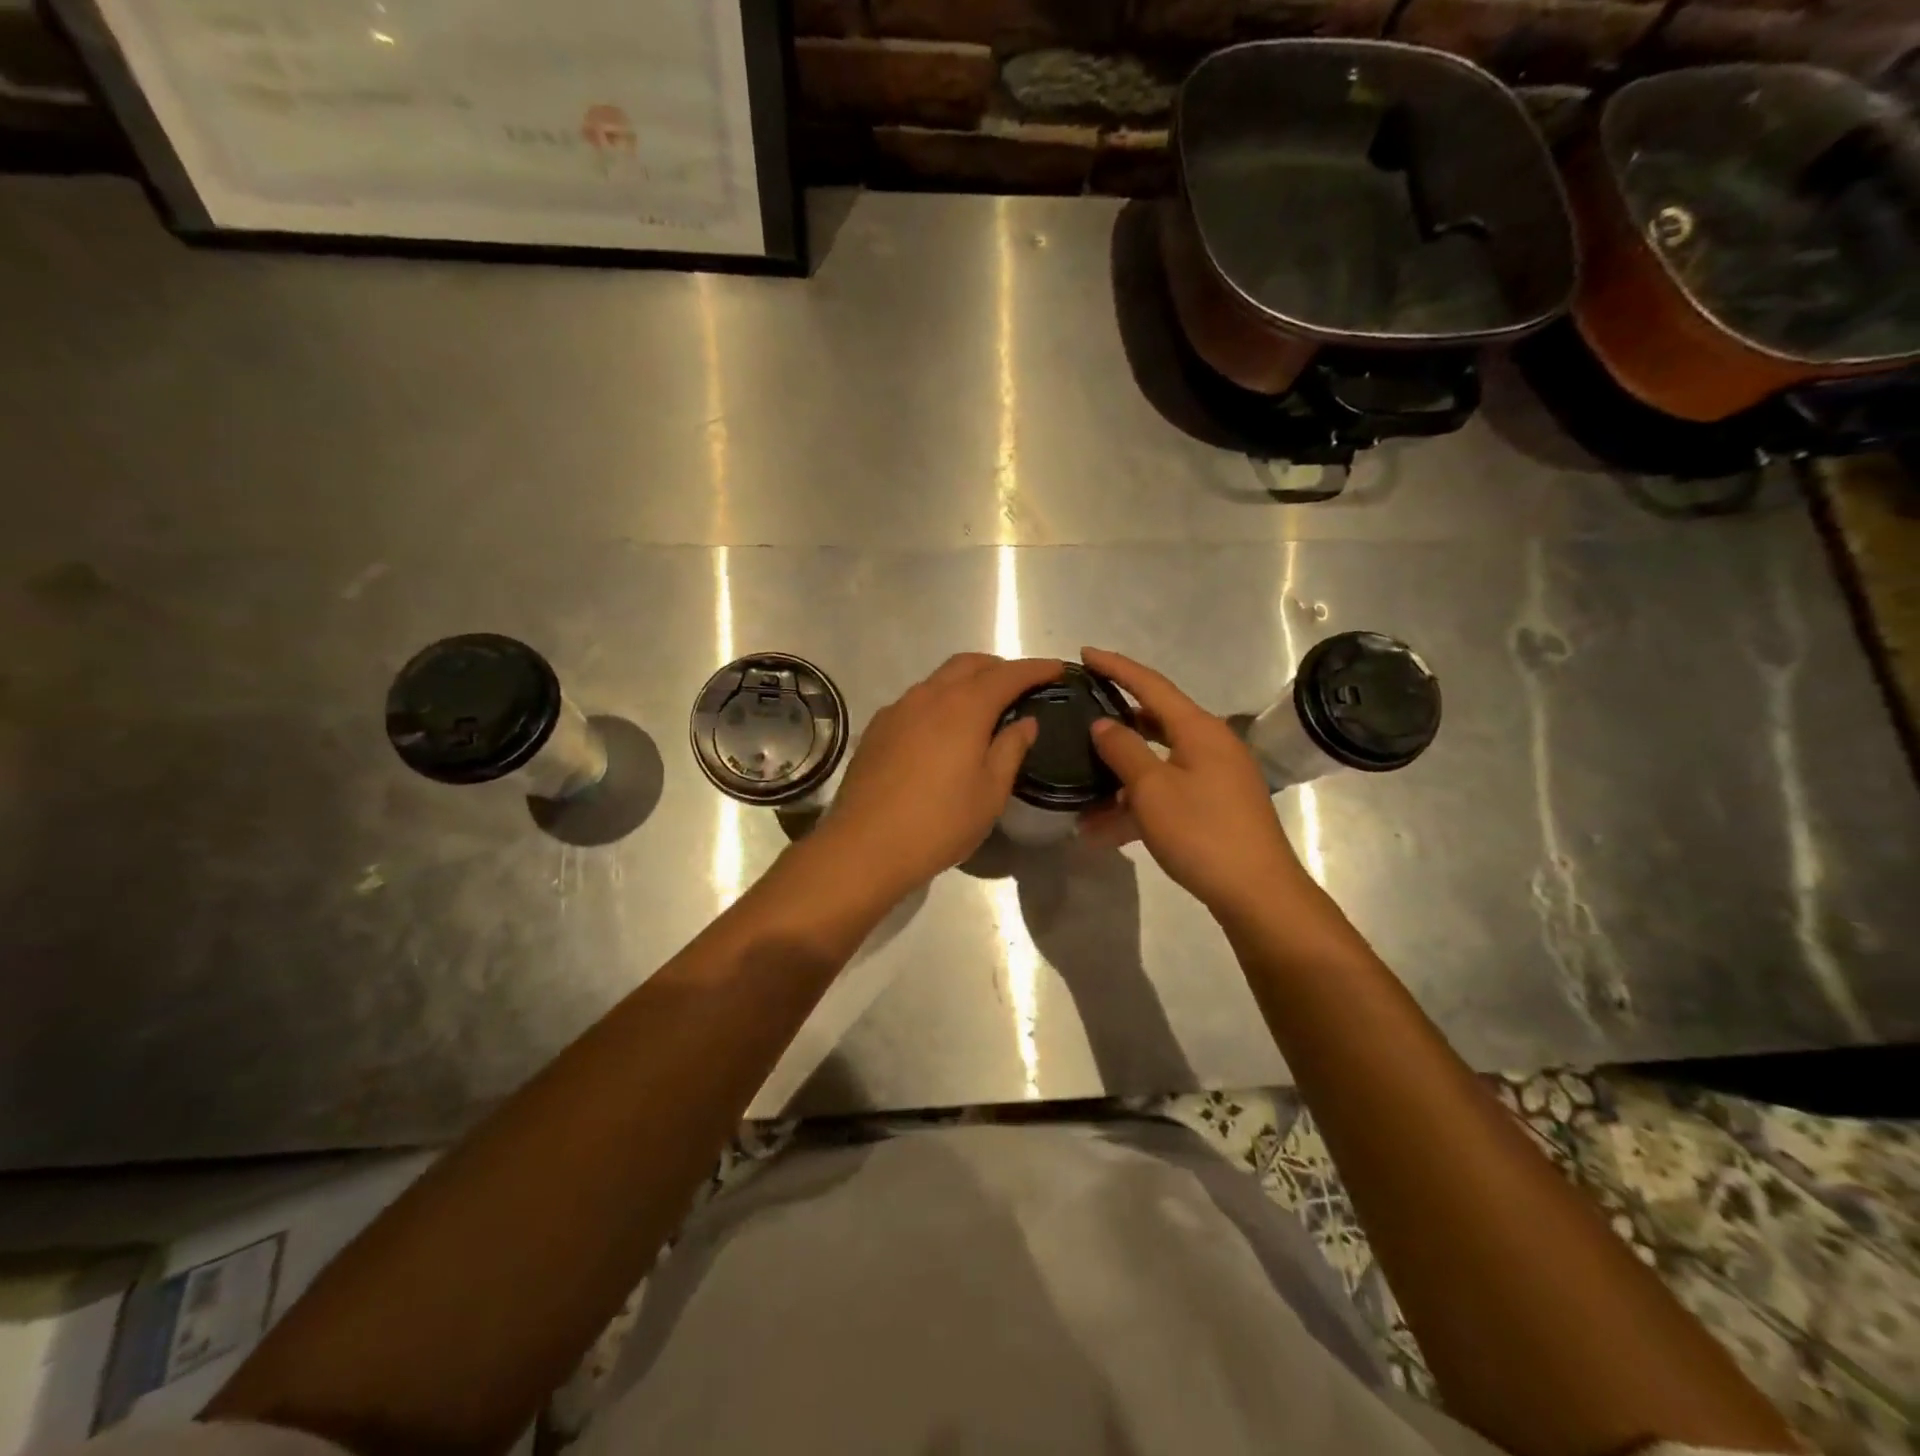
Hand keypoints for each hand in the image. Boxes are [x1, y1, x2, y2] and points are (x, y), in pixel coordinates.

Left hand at [817, 653, 1060, 895]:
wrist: (864, 846)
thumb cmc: (940, 822)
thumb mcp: (990, 792)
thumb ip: (1011, 749)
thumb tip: (1025, 721)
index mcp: (964, 707)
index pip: (1007, 675)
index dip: (1035, 669)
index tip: (1057, 668)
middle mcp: (928, 697)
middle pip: (968, 664)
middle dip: (998, 667)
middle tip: (1020, 686)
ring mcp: (897, 710)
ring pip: (938, 680)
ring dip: (966, 682)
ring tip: (983, 708)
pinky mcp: (876, 729)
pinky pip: (915, 701)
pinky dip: (939, 701)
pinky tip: (942, 731)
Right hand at [1079, 647, 1313, 917]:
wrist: (1258, 893)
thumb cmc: (1202, 832)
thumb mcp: (1152, 789)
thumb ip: (1124, 750)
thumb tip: (1103, 724)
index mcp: (1198, 729)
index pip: (1150, 684)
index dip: (1116, 667)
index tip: (1084, 653)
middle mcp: (1209, 745)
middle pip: (1153, 721)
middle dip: (1115, 722)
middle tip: (1080, 712)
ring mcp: (1213, 777)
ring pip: (1155, 765)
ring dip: (1118, 780)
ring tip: (1077, 794)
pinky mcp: (1212, 807)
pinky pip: (1165, 794)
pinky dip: (1135, 807)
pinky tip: (1100, 832)